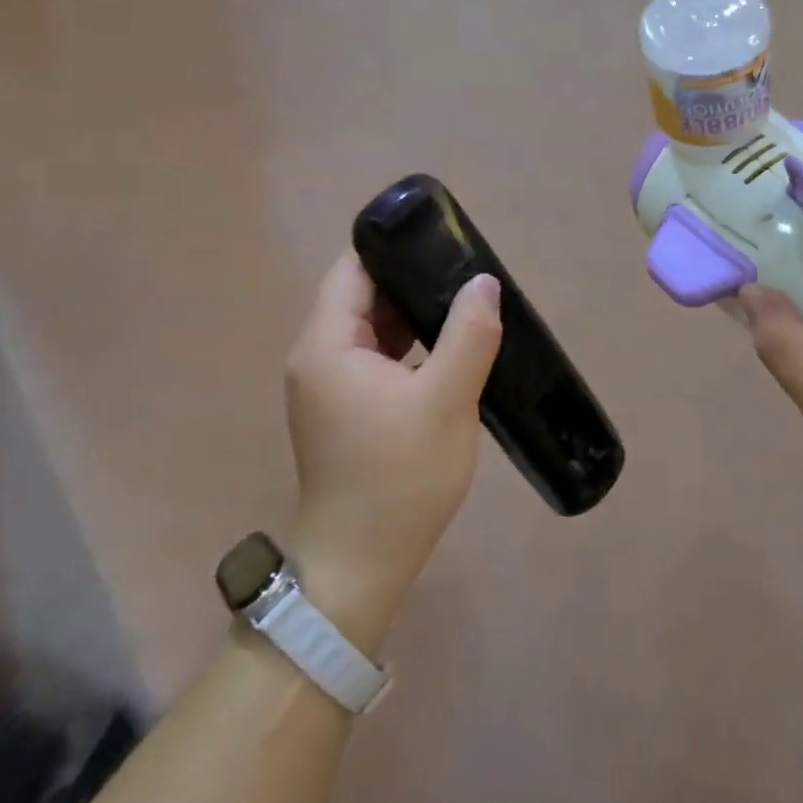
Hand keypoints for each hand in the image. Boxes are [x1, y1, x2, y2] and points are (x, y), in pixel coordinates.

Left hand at [282, 251, 502, 652]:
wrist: (362, 565)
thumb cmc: (400, 477)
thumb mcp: (446, 400)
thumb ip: (467, 334)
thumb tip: (484, 282)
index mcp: (328, 344)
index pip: (353, 270)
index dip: (394, 247)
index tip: (443, 238)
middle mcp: (318, 357)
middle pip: (362, 296)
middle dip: (412, 280)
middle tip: (467, 271)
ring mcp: (329, 386)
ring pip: (372, 329)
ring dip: (414, 315)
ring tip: (465, 303)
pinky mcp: (345, 410)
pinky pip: (377, 359)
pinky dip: (409, 346)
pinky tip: (448, 347)